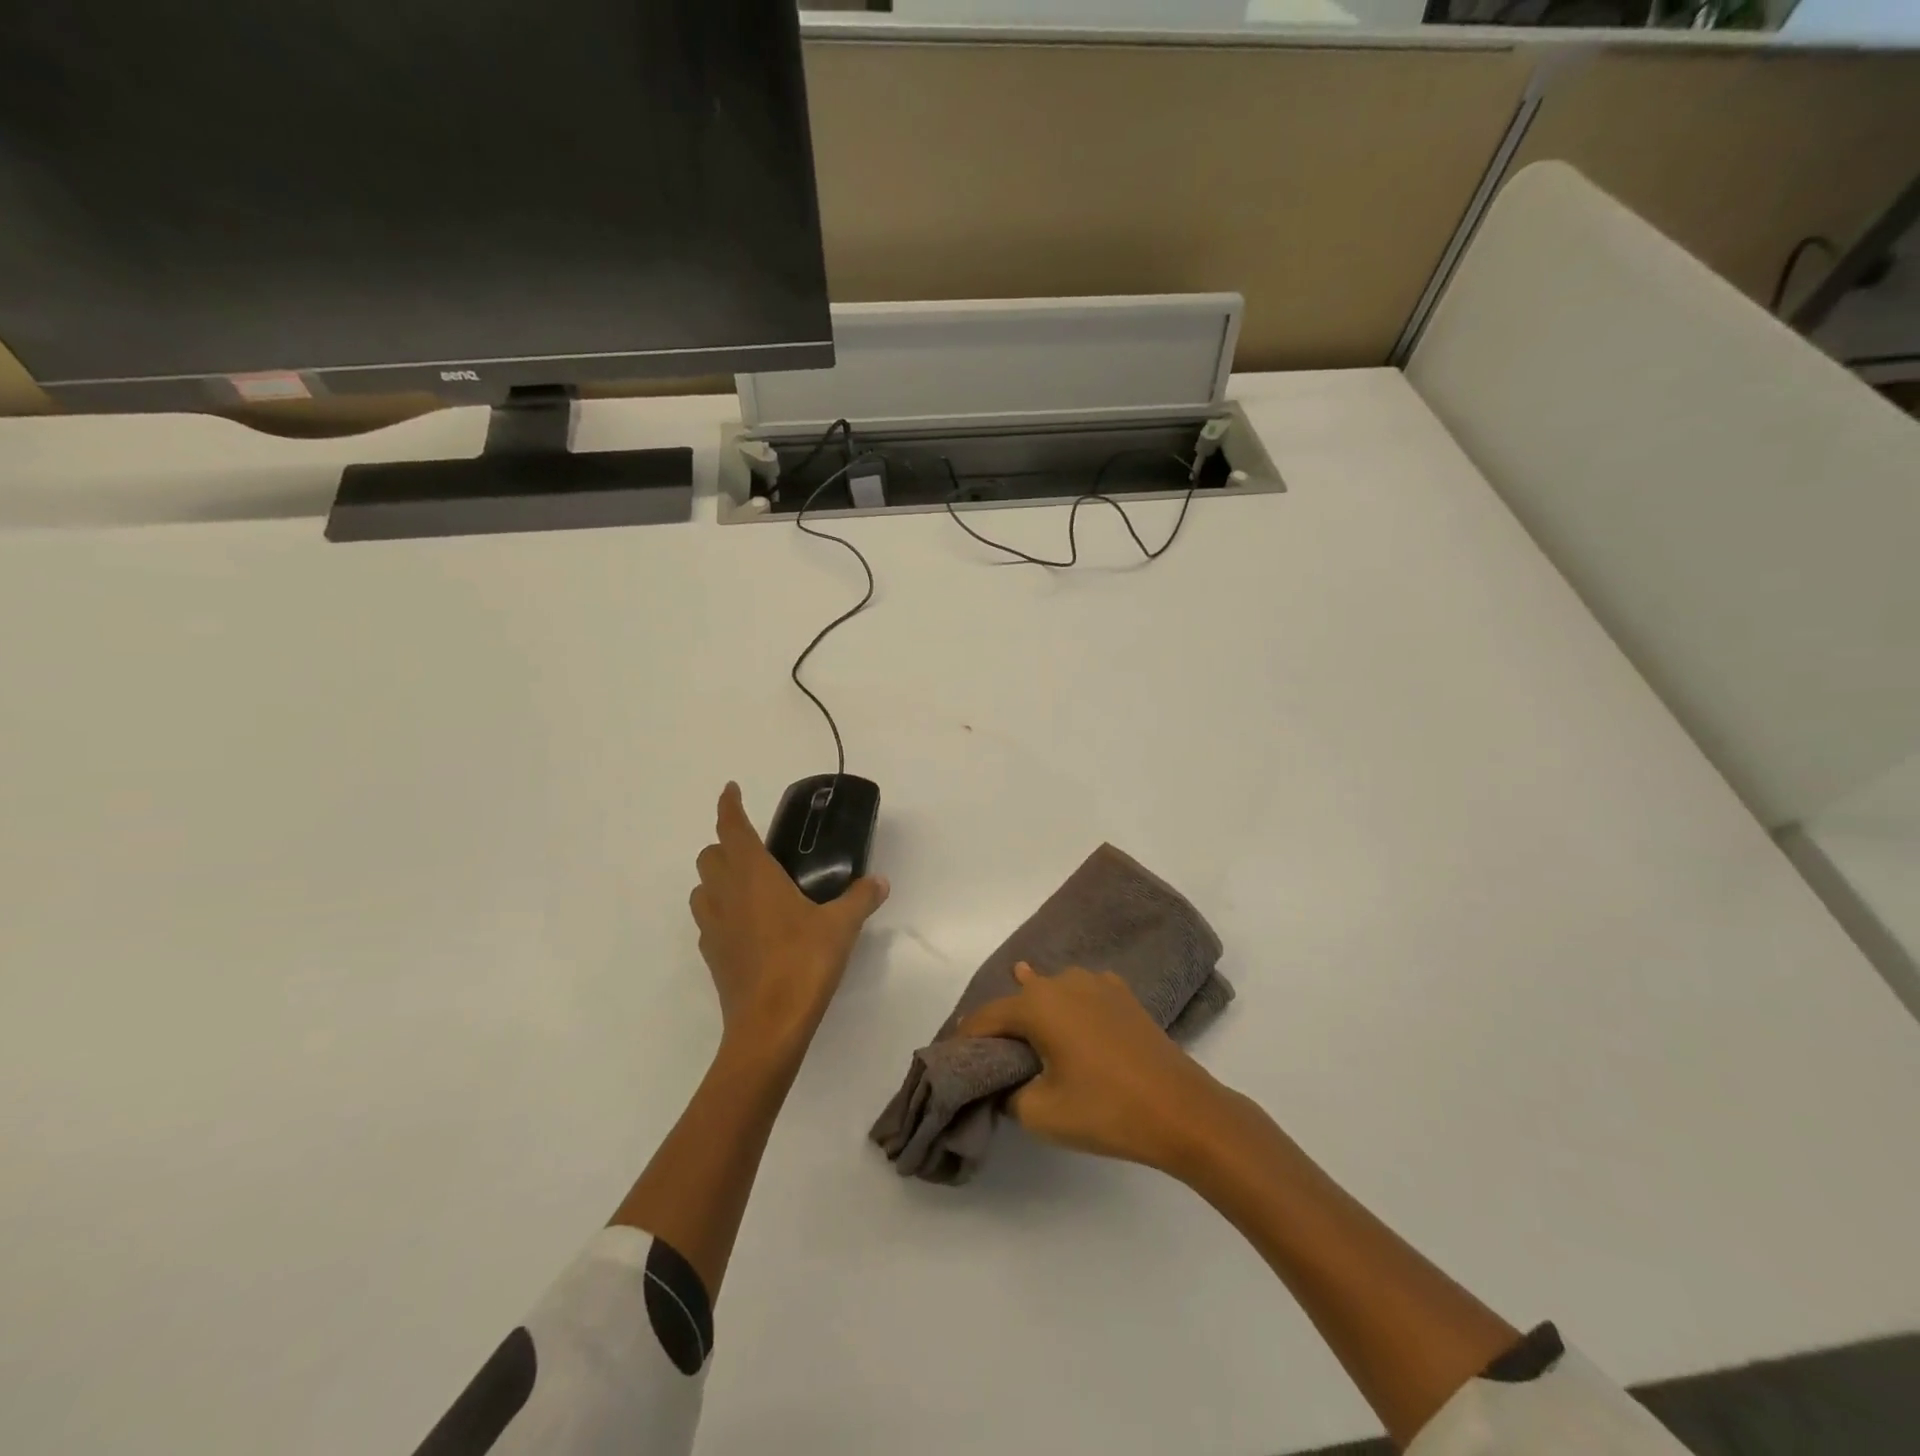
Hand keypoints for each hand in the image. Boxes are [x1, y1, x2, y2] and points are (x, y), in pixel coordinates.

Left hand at [689, 782, 888, 1060]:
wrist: (768, 1025)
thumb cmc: (803, 963)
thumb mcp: (841, 926)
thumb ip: (860, 898)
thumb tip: (880, 881)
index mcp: (753, 876)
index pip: (732, 828)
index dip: (729, 805)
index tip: (731, 789)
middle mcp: (726, 894)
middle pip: (709, 856)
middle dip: (726, 844)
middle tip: (755, 849)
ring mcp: (713, 927)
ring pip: (701, 888)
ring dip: (717, 878)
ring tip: (748, 886)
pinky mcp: (712, 956)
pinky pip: (707, 920)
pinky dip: (720, 911)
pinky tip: (747, 926)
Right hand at [959, 964, 1226, 1171]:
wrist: (1183, 1110)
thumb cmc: (1106, 1110)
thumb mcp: (1040, 1113)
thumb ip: (1009, 1094)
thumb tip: (1007, 1082)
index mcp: (1037, 1004)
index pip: (986, 1017)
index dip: (965, 1038)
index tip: (952, 1057)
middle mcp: (1063, 981)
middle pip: (1018, 1000)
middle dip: (1000, 1024)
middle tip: (987, 1052)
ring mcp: (1097, 983)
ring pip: (1050, 991)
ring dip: (1033, 1008)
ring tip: (1020, 1023)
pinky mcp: (1123, 996)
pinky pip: (1081, 993)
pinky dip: (1066, 1004)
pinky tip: (1067, 1012)